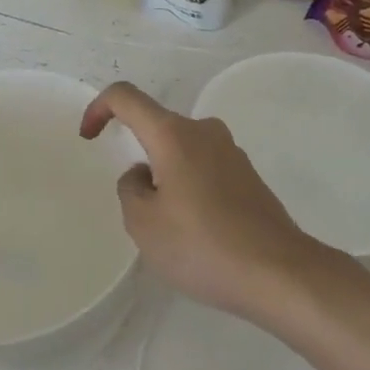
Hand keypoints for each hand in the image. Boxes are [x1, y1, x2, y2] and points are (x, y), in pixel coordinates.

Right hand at [80, 82, 324, 322]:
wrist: (280, 272)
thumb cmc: (203, 245)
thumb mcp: (144, 225)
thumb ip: (130, 189)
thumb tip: (143, 175)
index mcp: (173, 134)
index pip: (126, 97)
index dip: (99, 108)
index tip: (89, 137)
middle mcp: (203, 130)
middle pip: (157, 126)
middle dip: (139, 158)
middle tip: (139, 211)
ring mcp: (230, 151)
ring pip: (181, 150)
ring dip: (166, 176)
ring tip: (172, 229)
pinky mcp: (248, 175)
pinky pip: (204, 167)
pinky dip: (190, 187)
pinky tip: (199, 233)